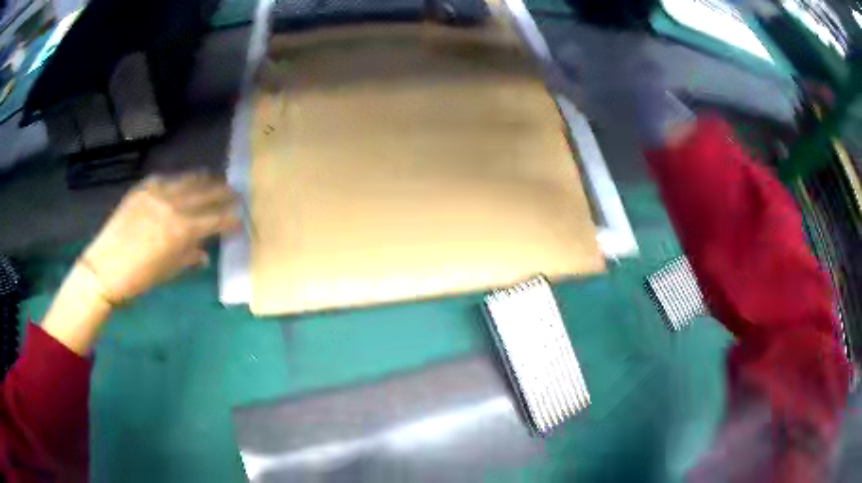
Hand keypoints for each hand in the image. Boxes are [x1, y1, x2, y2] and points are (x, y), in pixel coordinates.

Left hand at [42, 173, 239, 353]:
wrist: (104, 268)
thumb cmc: (139, 278)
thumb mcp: (168, 272)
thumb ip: (189, 258)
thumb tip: (204, 254)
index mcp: (182, 230)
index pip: (214, 219)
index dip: (229, 219)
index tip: (239, 219)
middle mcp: (173, 205)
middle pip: (204, 193)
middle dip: (222, 192)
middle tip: (234, 192)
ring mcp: (156, 193)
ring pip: (186, 179)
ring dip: (203, 179)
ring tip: (213, 177)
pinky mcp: (142, 189)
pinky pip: (165, 178)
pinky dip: (178, 179)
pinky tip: (182, 180)